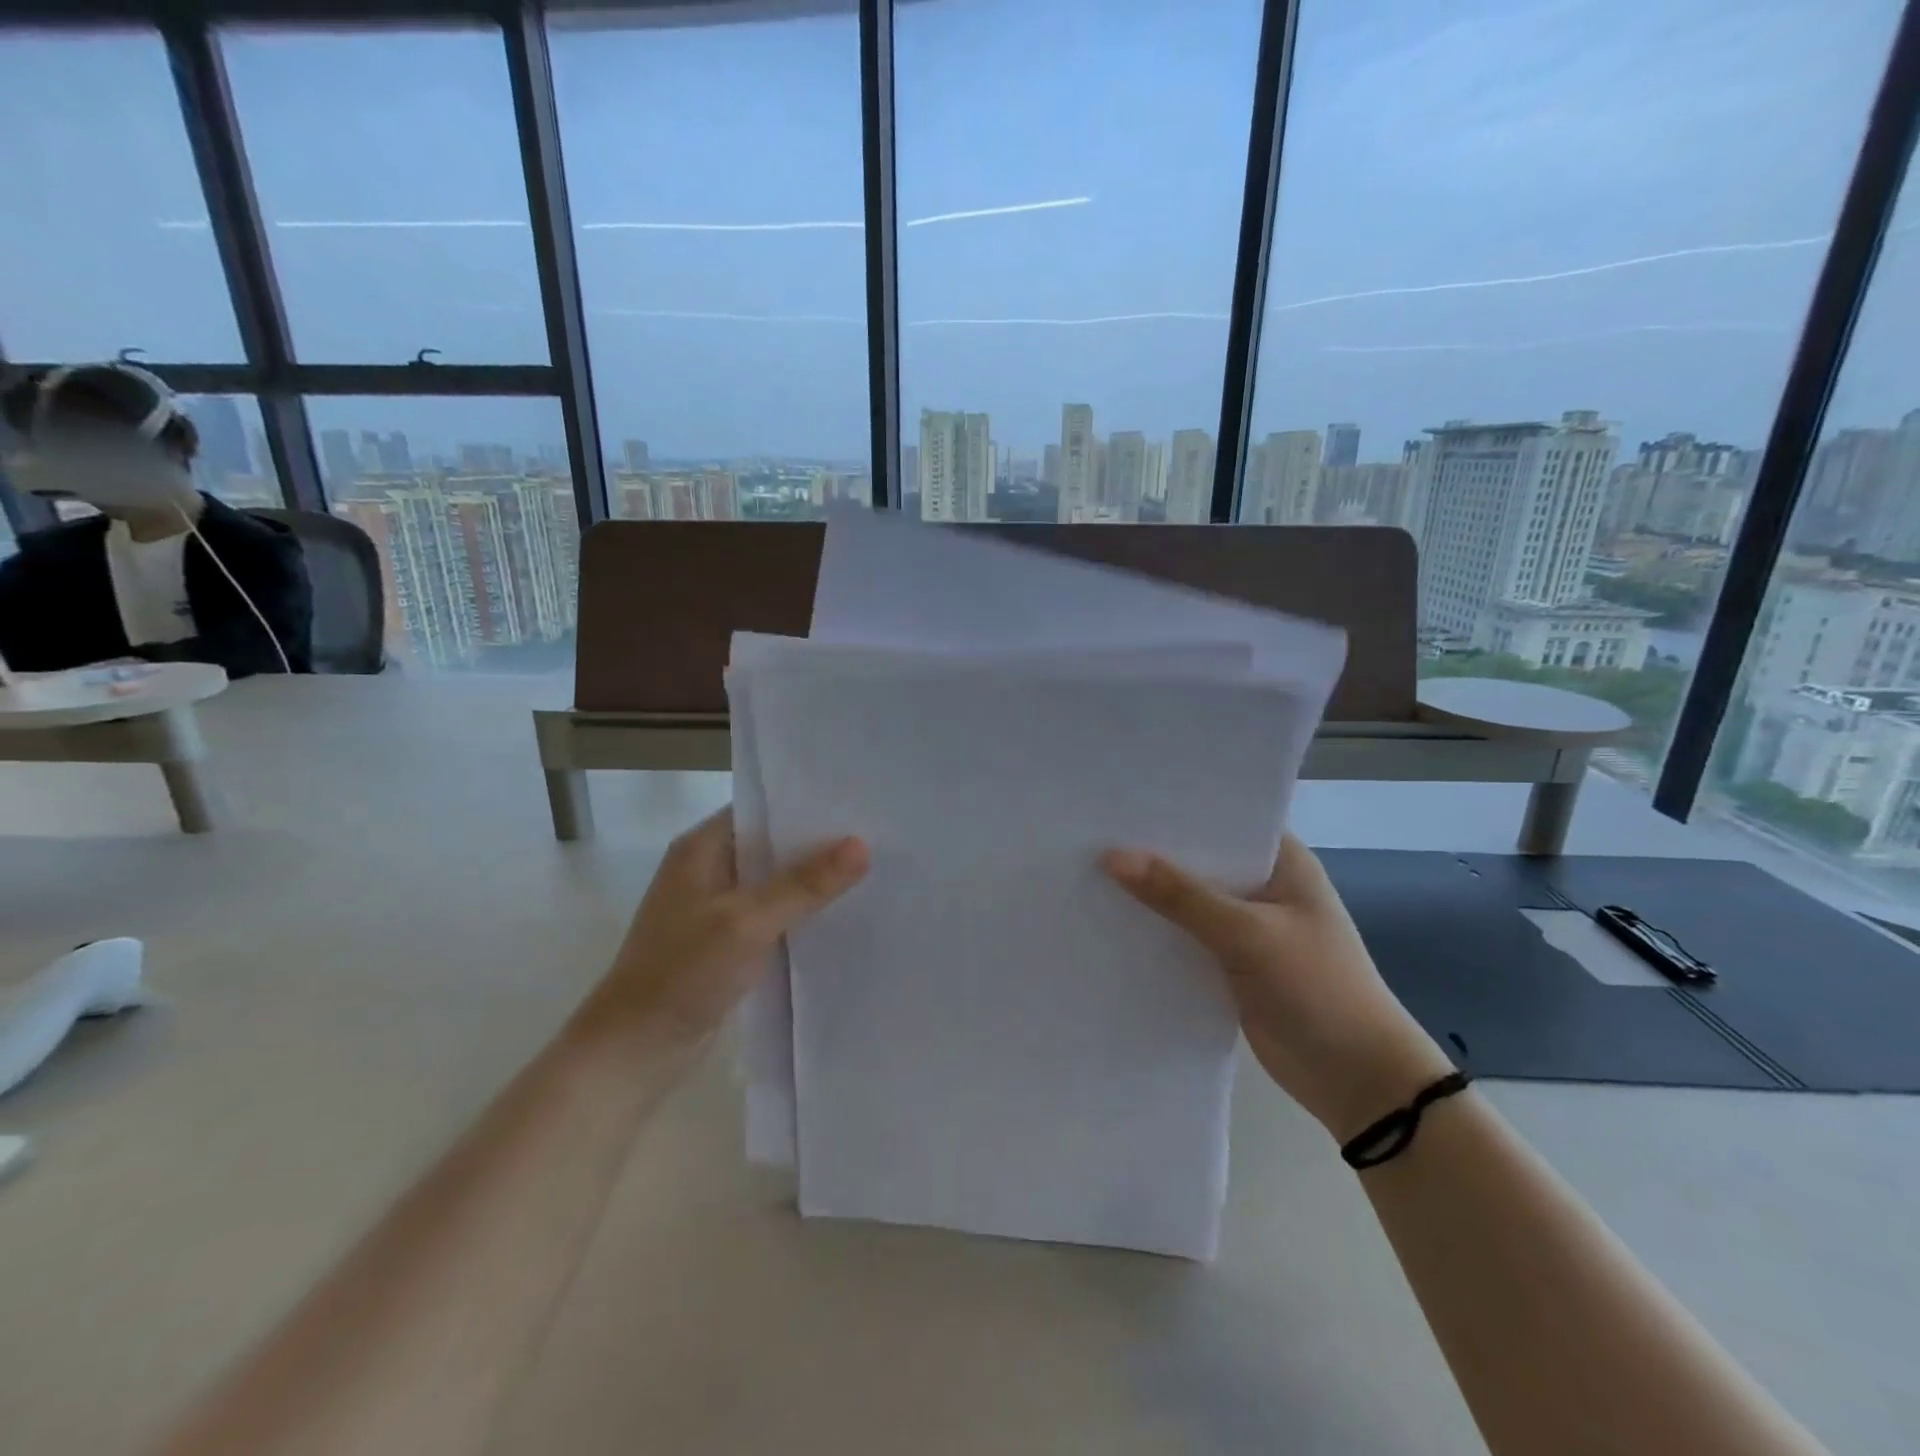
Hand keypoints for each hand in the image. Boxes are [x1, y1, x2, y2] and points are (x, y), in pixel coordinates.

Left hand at [585, 807, 868, 1046]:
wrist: (634, 1051)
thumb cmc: (682, 973)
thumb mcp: (747, 922)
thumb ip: (804, 884)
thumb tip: (861, 845)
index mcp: (702, 848)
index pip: (762, 808)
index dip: (807, 804)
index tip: (857, 804)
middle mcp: (708, 869)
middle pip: (772, 844)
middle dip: (818, 844)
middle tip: (875, 836)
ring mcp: (716, 907)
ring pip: (775, 882)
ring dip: (812, 881)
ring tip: (870, 870)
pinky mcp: (726, 942)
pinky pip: (772, 915)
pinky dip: (801, 913)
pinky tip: (840, 915)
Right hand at [1104, 835, 1453, 1141]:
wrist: (1357, 1081)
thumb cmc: (1317, 989)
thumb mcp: (1247, 934)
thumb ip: (1180, 895)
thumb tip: (1112, 857)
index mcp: (1283, 861)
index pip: (1224, 818)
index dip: (1177, 806)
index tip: (1123, 796)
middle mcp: (1264, 886)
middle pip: (1201, 859)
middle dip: (1154, 849)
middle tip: (1092, 830)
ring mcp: (1247, 927)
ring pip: (1189, 899)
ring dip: (1151, 892)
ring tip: (1088, 868)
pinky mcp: (1231, 963)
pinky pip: (1186, 936)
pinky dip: (1158, 930)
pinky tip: (1112, 920)